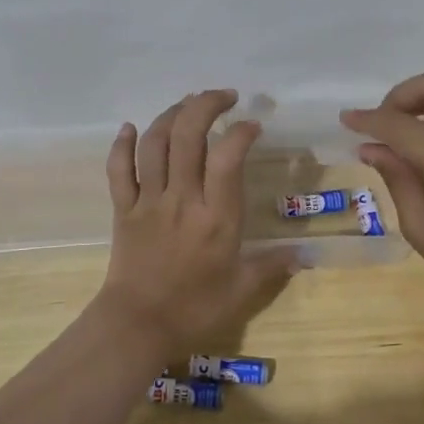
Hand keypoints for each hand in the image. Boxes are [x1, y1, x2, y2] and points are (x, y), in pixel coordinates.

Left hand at [101, 90, 297, 358]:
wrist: (137, 326)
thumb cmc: (194, 309)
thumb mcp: (241, 291)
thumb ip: (272, 266)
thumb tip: (305, 253)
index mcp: (216, 217)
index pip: (227, 157)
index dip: (240, 132)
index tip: (253, 125)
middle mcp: (182, 199)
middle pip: (187, 136)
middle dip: (205, 105)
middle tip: (224, 96)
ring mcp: (149, 201)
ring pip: (155, 144)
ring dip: (170, 115)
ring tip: (188, 104)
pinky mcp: (123, 209)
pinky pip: (119, 170)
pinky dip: (122, 145)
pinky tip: (130, 127)